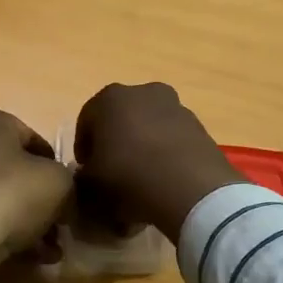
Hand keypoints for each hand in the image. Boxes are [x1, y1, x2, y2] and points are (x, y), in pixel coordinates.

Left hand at [0, 108, 73, 282]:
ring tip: (45, 253)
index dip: (55, 168)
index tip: (67, 195)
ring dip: (21, 224)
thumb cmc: (11, 194)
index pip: (32, 139)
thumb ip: (66, 181)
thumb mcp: (60, 182)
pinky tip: (20, 258)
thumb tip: (61, 194)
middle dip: (36, 201)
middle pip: (9, 171)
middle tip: (57, 227)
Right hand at [74, 82, 242, 241]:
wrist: (191, 190)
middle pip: (120, 118)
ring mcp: (176, 106)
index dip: (84, 147)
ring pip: (149, 126)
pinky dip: (166, 153)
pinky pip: (173, 138)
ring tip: (141, 178)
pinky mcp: (199, 126)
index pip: (87, 120)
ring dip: (142, 145)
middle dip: (114, 141)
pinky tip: (164, 179)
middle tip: (112, 171)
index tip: (86, 170)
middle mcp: (144, 92)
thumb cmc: (129, 178)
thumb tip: (87, 176)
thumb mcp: (92, 185)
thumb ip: (83, 177)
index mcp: (110, 98)